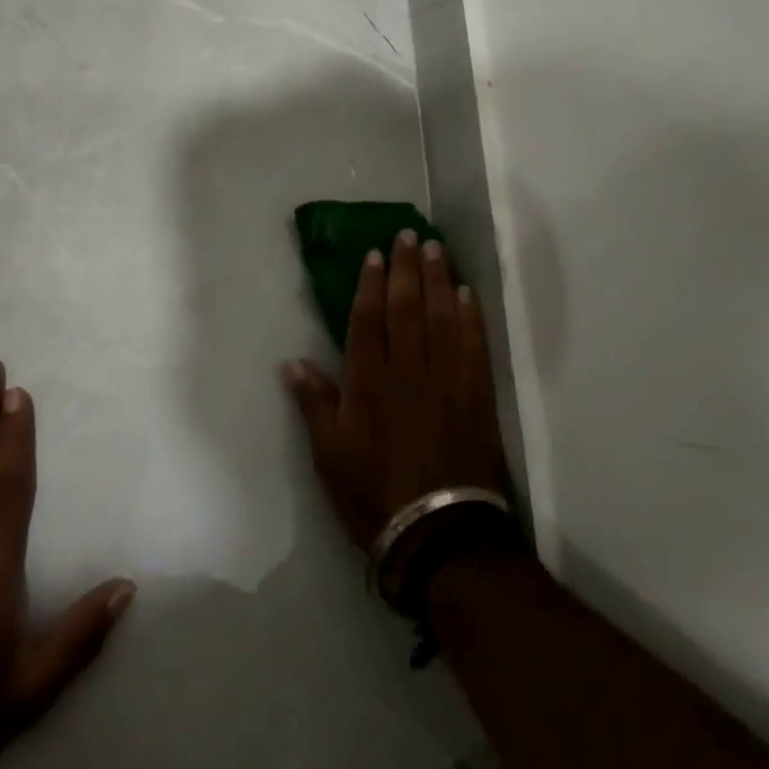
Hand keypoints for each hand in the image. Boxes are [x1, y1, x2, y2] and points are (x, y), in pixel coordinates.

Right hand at [284, 230, 509, 551]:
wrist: (439, 533)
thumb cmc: (373, 493)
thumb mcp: (329, 455)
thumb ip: (314, 404)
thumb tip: (292, 362)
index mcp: (369, 380)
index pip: (370, 318)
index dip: (372, 282)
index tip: (377, 253)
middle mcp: (409, 369)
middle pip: (408, 307)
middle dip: (408, 268)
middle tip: (410, 235)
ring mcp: (446, 379)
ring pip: (442, 316)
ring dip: (440, 280)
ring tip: (438, 250)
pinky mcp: (476, 394)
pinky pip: (474, 345)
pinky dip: (471, 317)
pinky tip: (468, 295)